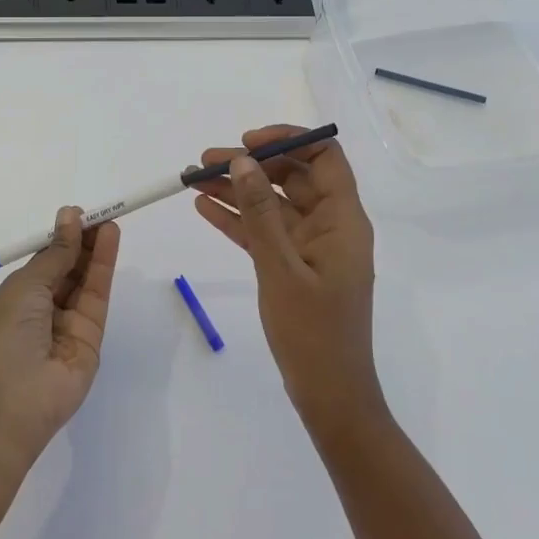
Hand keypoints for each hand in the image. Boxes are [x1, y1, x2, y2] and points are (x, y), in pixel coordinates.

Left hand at [0, 208, 119, 466]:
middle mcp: (44, 308)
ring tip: (109, 219)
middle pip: (70, 268)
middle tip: (100, 213)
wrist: (10, 402)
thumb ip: (56, 253)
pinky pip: (98, 296)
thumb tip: (69, 216)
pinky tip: (109, 239)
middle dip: (83, 240)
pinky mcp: (92, 337)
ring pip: (86, 279)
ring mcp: (69, 324)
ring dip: (97, 248)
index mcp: (19, 296)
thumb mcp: (26, 285)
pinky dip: (104, 266)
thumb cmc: (5, 335)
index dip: (62, 237)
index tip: (78, 214)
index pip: (46, 260)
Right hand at [191, 125, 384, 434]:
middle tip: (206, 160)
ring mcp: (310, 246)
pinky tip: (204, 208)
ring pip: (272, 203)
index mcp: (343, 219)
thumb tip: (243, 161)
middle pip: (291, 177)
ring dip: (237, 190)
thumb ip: (260, 213)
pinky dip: (238, 219)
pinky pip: (264, 232)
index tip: (248, 143)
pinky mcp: (292, 266)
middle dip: (250, 164)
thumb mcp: (281, 269)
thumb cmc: (314, 333)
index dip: (288, 141)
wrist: (329, 397)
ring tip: (195, 178)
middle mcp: (329, 225)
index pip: (323, 157)